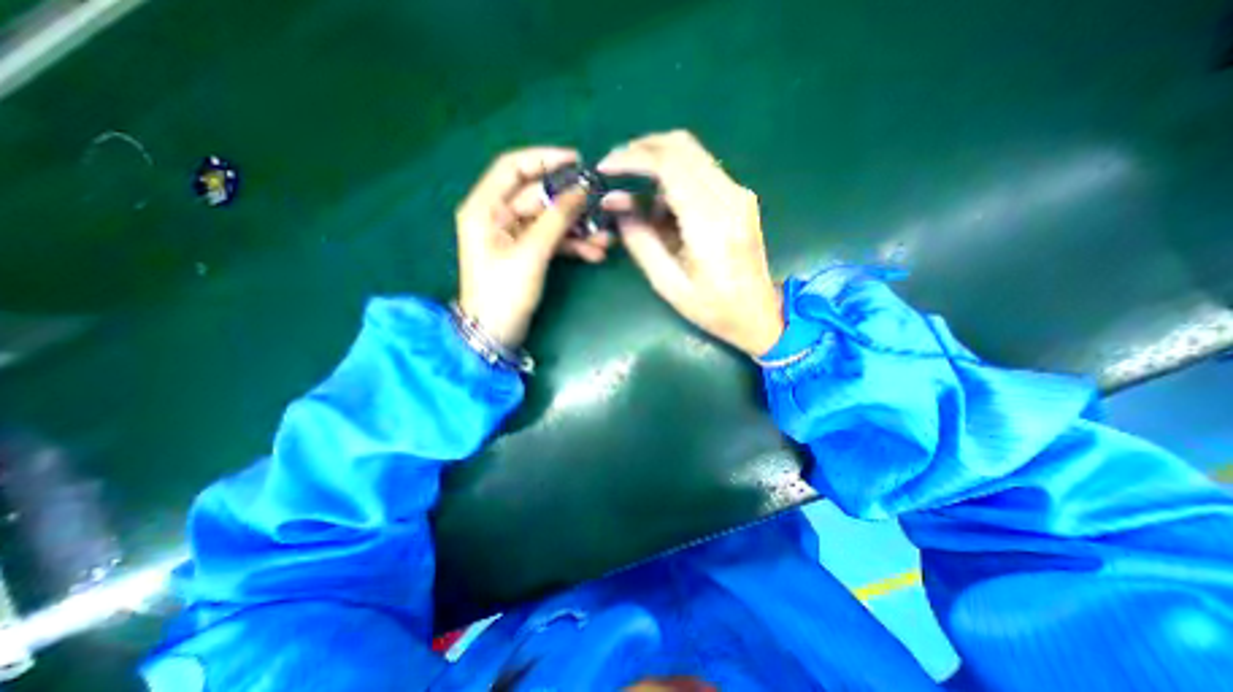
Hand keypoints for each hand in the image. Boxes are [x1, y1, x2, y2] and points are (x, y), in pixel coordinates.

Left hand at [453, 145, 614, 349]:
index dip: (544, 159)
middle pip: (538, 197)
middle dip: (572, 203)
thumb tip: (582, 190)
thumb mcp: (531, 253)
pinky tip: (595, 253)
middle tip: (602, 204)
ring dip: (578, 228)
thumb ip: (556, 219)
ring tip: (606, 239)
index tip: (577, 161)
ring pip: (550, 220)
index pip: (513, 167)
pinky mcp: (527, 253)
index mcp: (485, 208)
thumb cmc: (504, 293)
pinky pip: (553, 240)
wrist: (495, 333)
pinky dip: (573, 245)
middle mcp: (498, 216)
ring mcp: (514, 236)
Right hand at [597, 131, 778, 357]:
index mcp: (711, 224)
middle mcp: (730, 198)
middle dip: (641, 150)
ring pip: (691, 154)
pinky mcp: (741, 197)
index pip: (669, 165)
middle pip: (681, 146)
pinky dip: (675, 180)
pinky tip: (665, 211)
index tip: (605, 167)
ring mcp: (739, 194)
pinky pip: (701, 171)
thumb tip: (614, 203)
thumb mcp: (668, 284)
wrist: (759, 314)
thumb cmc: (713, 308)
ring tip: (642, 207)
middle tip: (615, 169)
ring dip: (658, 167)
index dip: (632, 158)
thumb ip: (639, 240)